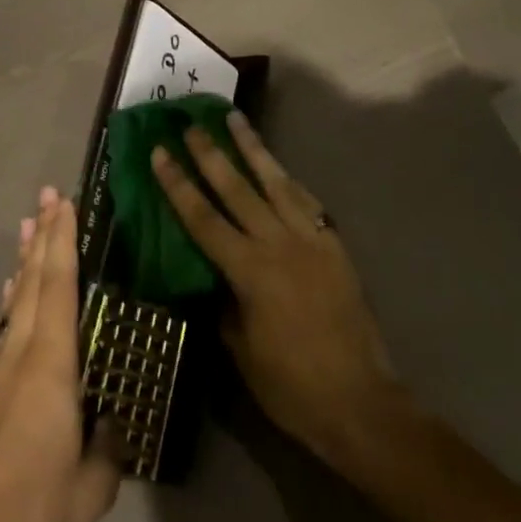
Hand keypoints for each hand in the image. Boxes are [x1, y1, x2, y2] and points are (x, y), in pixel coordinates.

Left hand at [0, 189, 121, 521]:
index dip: (62, 243)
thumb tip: (111, 425)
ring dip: (24, 260)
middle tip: (47, 196)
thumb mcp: (90, 489)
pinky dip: (11, 297)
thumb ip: (106, 448)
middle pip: (32, 282)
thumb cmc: (33, 511)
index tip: (64, 204)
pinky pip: (4, 326)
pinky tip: (11, 289)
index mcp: (50, 367)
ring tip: (29, 225)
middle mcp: (20, 355)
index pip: (59, 289)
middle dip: (42, 236)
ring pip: (14, 300)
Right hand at [150, 110, 405, 464]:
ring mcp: (311, 241)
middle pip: (237, 188)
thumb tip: (214, 280)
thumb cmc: (291, 386)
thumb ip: (224, 305)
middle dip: (211, 154)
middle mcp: (279, 244)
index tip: (160, 152)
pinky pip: (308, 202)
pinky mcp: (335, 246)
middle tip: (192, 124)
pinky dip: (289, 180)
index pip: (203, 218)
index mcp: (249, 271)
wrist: (360, 402)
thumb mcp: (241, 350)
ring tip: (235, 119)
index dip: (178, 184)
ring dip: (253, 149)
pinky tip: (278, 168)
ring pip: (276, 183)